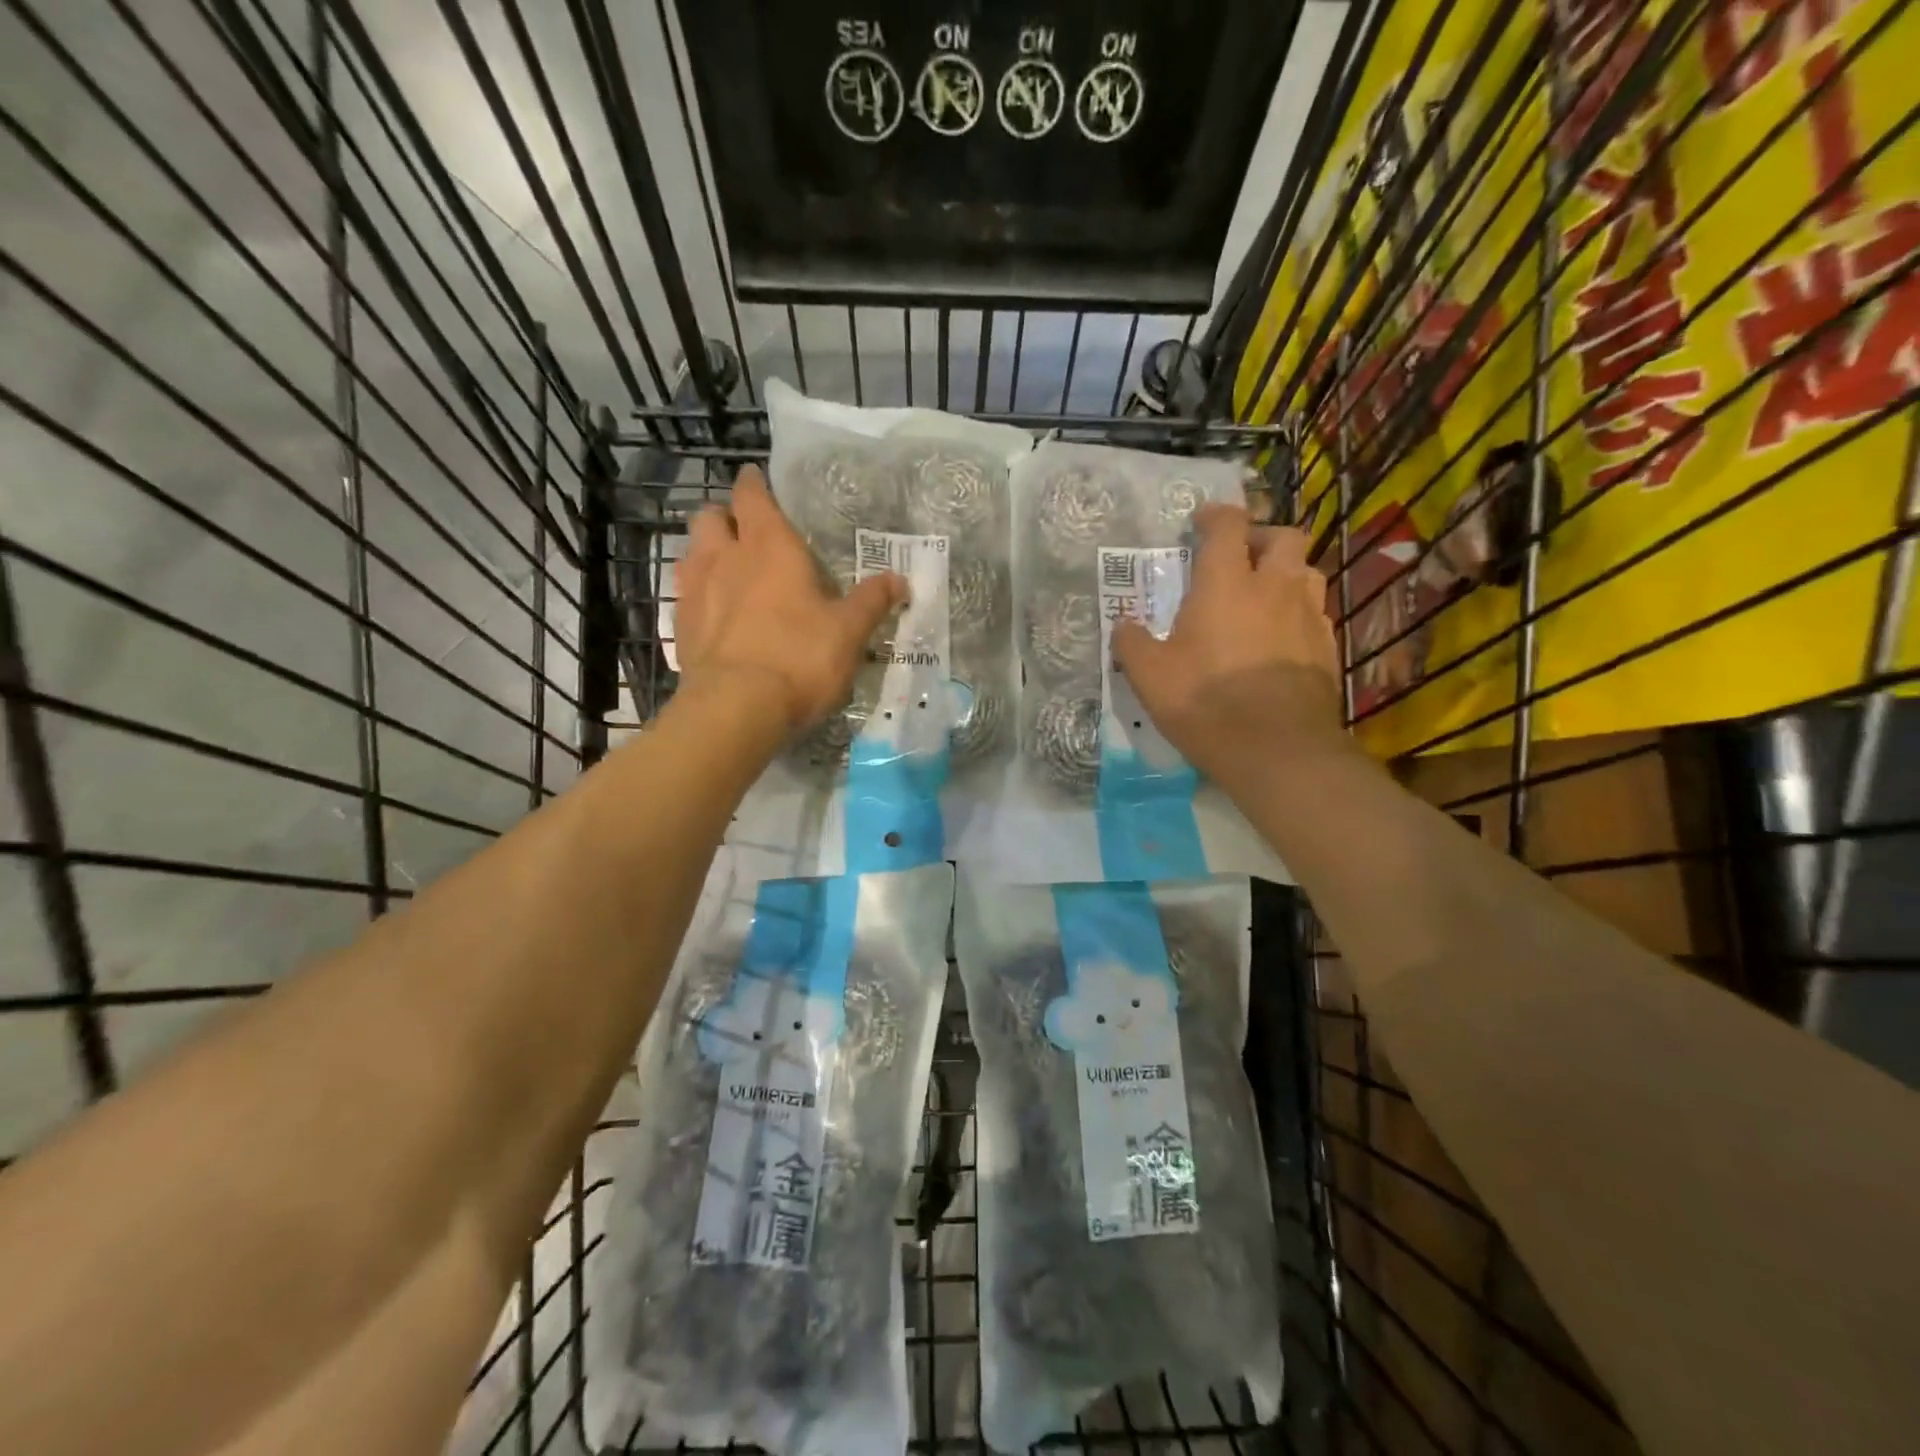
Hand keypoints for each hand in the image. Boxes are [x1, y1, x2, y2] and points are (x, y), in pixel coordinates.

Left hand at [677, 466, 905, 731]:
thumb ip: (872, 602)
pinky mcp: (681, 627)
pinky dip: (699, 594)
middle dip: (726, 517)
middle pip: (711, 516)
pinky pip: (685, 594)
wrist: (736, 708)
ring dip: (708, 553)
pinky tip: (716, 615)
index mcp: (770, 546)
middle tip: (747, 534)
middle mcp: (725, 558)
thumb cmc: (799, 658)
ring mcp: (696, 591)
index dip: (754, 484)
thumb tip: (899, 580)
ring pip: (692, 552)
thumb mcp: (849, 632)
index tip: (758, 480)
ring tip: (729, 572)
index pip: (752, 495)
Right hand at [1113, 505, 1343, 780]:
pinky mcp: (1328, 648)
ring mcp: (1308, 616)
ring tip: (1262, 596)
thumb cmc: (1206, 703)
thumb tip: (1124, 627)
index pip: (1228, 526)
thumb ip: (1132, 644)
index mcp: (1227, 584)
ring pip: (1307, 571)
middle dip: (1261, 537)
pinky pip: (1316, 612)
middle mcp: (1275, 588)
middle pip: (1284, 537)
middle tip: (1239, 558)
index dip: (1214, 516)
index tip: (1200, 522)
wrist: (1278, 750)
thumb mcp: (1150, 677)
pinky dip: (1297, 611)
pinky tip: (1280, 638)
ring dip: (1285, 572)